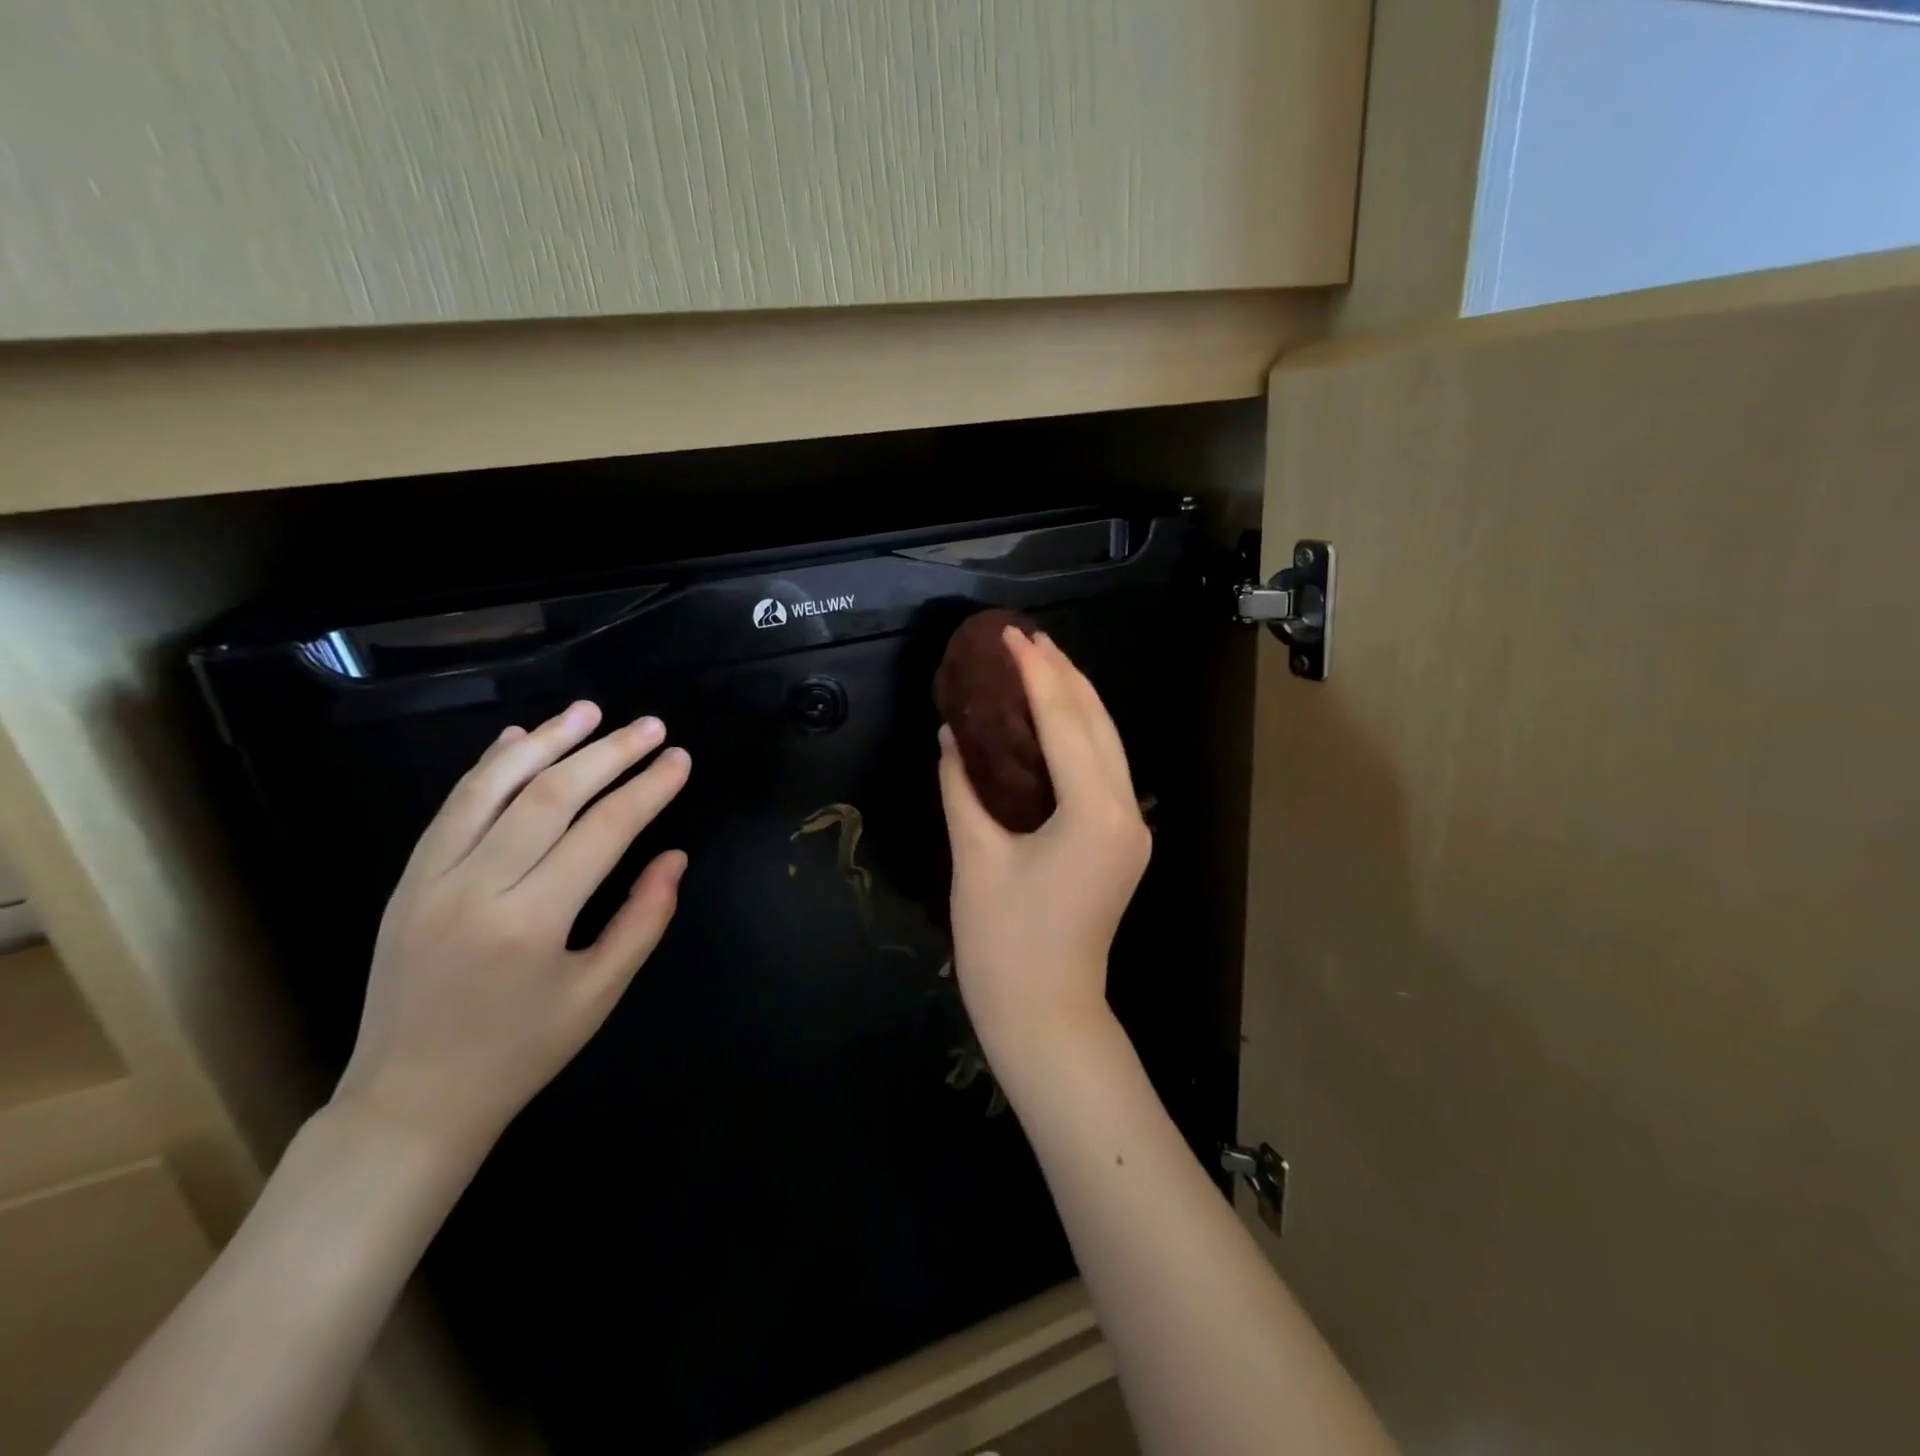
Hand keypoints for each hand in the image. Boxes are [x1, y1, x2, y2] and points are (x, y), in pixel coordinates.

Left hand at [332, 701, 690, 1157]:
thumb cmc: (521, 1052)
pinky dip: (488, 767)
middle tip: (650, 725)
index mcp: (531, 923)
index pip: (603, 832)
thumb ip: (643, 919)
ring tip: (589, 710)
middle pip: (550, 796)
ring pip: (491, 788)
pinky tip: (518, 738)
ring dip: (545, 742)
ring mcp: (431, 880)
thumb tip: (674, 856)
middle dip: (608, 753)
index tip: (680, 759)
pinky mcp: (407, 881)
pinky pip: (452, 808)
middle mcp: (476, 889)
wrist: (411, 1100)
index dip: (648, 789)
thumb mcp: (599, 994)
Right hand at [938, 629, 1150, 1068]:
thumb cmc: (1003, 943)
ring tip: (1041, 663)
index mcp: (1095, 812)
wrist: (1045, 1014)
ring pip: (1108, 744)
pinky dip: (1079, 736)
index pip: (1064, 723)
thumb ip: (962, 786)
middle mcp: (1126, 811)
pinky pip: (1104, 770)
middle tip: (1025, 638)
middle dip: (1064, 676)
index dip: (1035, 674)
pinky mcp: (1121, 841)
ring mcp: (1130, 828)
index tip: (1009, 635)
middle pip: (1097, 724)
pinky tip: (1053, 719)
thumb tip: (952, 733)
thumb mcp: (974, 857)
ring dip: (1076, 701)